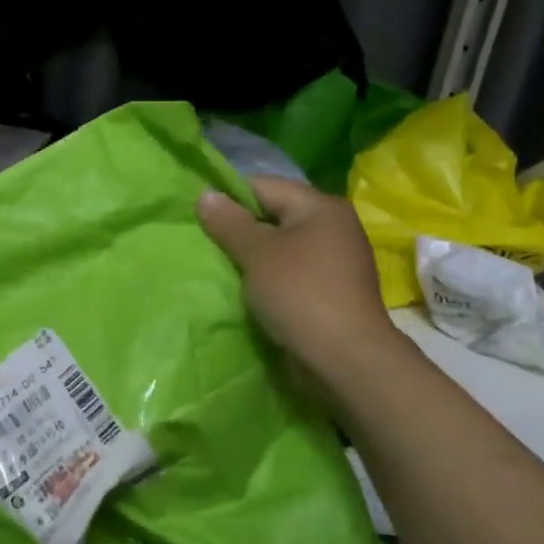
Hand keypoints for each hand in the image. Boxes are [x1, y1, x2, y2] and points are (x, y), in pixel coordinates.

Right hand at [196, 177, 406, 383]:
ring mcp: (336, 259)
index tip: (198, 214)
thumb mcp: (257, 253)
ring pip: (282, 245)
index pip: (264, 185)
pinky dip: (269, 275)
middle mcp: (334, 226)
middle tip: (205, 241)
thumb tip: (205, 194)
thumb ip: (229, 222)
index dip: (228, 196)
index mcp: (321, 207)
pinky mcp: (332, 289)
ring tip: (221, 265)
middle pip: (275, 214)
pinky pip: (292, 270)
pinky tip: (248, 288)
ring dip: (253, 254)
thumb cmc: (300, 294)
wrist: (345, 358)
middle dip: (239, 227)